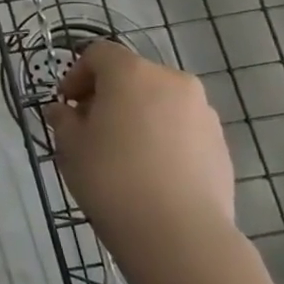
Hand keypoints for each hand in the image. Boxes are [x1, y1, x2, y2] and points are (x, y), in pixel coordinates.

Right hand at [44, 40, 236, 272]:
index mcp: (132, 74)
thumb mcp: (70, 144)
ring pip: (159, 100)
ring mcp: (203, 112)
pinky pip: (180, 126)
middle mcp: (173, 82)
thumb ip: (64, 119)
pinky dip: (161, 135)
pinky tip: (148, 168)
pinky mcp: (220, 142)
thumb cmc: (110, 176)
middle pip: (133, 74)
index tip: (66, 104)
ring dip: (137, 114)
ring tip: (120, 150)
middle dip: (108, 94)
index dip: (76, 73)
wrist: (177, 230)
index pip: (99, 54)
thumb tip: (65, 110)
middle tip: (89, 126)